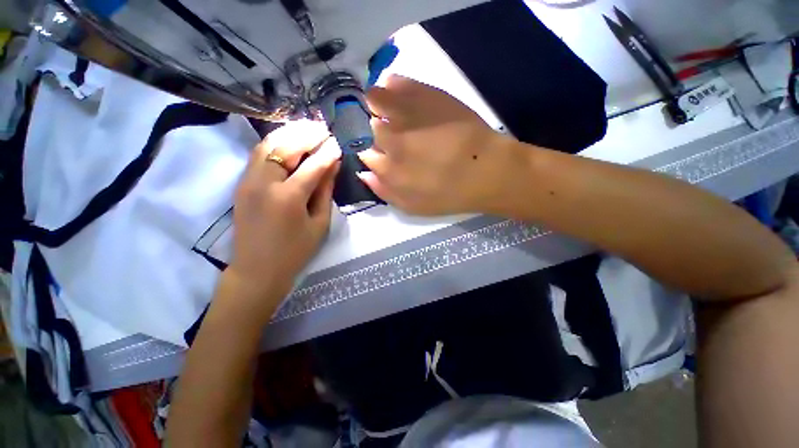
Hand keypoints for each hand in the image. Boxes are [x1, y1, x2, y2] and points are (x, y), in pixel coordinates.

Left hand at [222, 121, 340, 320]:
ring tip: (307, 128)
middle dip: (306, 134)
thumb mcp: (319, 223)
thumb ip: (325, 191)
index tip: (338, 143)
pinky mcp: (241, 183)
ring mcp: (248, 181)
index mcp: (288, 198)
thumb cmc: (295, 251)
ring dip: (288, 134)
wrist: (257, 270)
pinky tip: (288, 140)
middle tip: (323, 127)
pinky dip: (274, 143)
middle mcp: (264, 183)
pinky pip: (257, 155)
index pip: (312, 166)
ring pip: (267, 145)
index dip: (327, 153)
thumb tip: (333, 165)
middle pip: (285, 147)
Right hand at [357, 75, 522, 215]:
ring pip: (376, 98)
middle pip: (369, 126)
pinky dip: (393, 85)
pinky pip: (398, 82)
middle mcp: (390, 138)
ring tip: (387, 107)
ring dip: (377, 103)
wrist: (485, 171)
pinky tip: (396, 90)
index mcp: (387, 166)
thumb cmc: (449, 194)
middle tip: (392, 133)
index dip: (372, 152)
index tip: (381, 153)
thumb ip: (383, 191)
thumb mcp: (412, 206)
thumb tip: (363, 172)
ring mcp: (407, 114)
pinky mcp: (426, 94)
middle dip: (376, 130)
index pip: (365, 153)